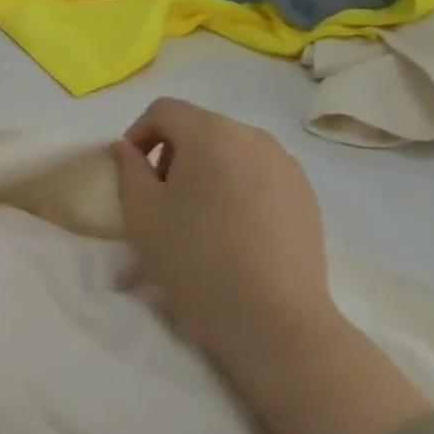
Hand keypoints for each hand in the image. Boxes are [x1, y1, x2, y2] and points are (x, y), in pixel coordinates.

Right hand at [110, 99, 433, 433]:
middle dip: (173, 152)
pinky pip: (259, 173)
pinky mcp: (306, 195)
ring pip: (231, 150)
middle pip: (199, 127)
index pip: (164, 110)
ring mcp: (286, 165)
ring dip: (206, 169)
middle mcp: (252, 136)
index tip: (132, 171)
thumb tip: (127, 148)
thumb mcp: (141, 212)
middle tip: (161, 197)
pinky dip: (237, 186)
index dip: (139, 133)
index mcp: (210, 132)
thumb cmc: (196, 260)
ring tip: (198, 215)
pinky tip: (234, 230)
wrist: (275, 322)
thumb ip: (127, 168)